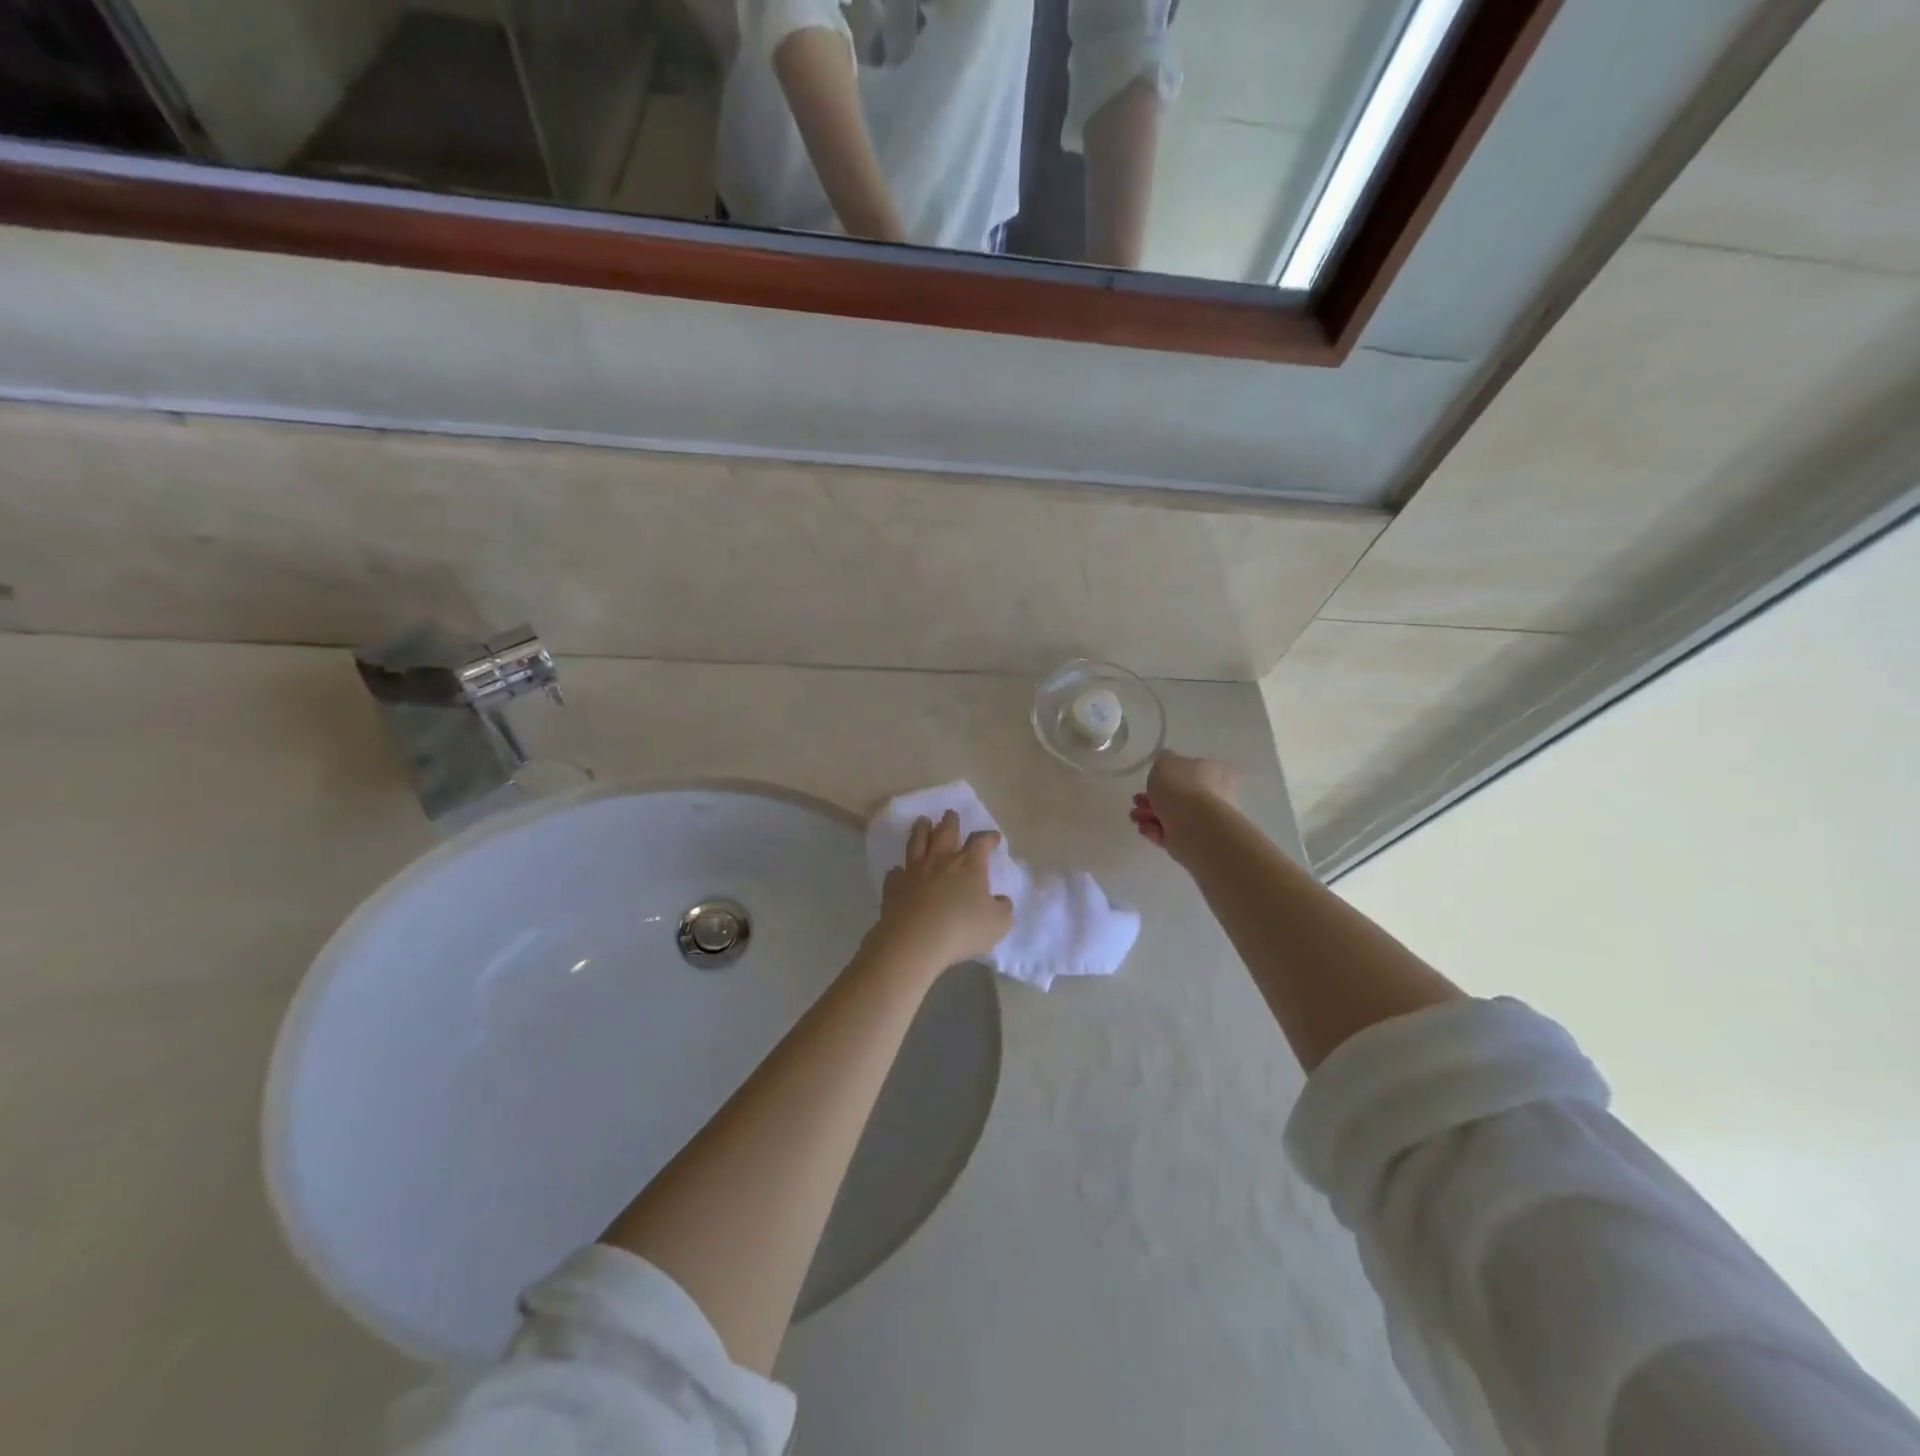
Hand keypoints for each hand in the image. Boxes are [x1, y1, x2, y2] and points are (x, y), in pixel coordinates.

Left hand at [871, 811, 1013, 977]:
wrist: (915, 940)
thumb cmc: (962, 929)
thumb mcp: (998, 923)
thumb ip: (1003, 909)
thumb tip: (1001, 900)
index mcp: (969, 865)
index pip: (981, 842)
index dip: (989, 837)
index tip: (994, 837)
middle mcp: (941, 861)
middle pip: (945, 832)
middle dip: (950, 821)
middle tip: (950, 813)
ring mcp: (915, 871)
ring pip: (917, 842)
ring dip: (921, 830)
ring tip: (922, 821)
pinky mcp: (894, 886)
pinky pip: (896, 872)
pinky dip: (899, 870)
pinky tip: (899, 870)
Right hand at [1131, 752, 1239, 864]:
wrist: (1193, 826)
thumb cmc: (1180, 787)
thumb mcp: (1164, 762)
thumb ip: (1163, 762)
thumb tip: (1166, 765)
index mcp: (1213, 771)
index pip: (1193, 769)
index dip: (1168, 775)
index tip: (1150, 780)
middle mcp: (1214, 795)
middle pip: (1178, 794)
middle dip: (1153, 798)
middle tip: (1136, 800)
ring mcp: (1205, 819)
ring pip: (1172, 814)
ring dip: (1149, 815)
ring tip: (1135, 817)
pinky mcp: (1195, 840)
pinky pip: (1171, 833)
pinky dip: (1156, 830)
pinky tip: (1144, 829)